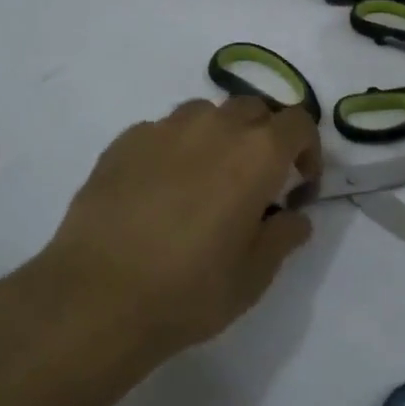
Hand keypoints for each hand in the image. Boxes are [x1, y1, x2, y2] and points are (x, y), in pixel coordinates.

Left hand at [43, 96, 320, 357]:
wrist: (96, 297)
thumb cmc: (188, 290)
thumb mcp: (253, 277)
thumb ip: (283, 237)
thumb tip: (294, 216)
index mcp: (256, 153)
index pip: (298, 123)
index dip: (308, 149)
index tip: (299, 184)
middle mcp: (215, 126)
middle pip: (253, 108)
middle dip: (264, 136)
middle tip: (256, 180)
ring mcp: (165, 128)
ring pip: (206, 113)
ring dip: (219, 136)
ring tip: (206, 179)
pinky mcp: (126, 140)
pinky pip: (163, 131)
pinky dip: (176, 149)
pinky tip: (160, 189)